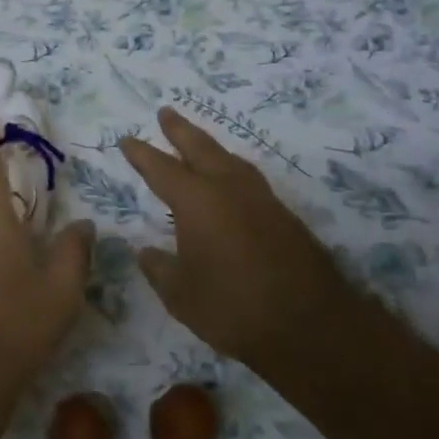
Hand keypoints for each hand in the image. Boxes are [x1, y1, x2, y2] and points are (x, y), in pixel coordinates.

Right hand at [121, 106, 349, 365]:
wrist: (311, 326)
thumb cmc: (233, 308)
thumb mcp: (181, 295)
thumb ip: (159, 269)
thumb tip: (145, 251)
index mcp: (197, 201)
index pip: (161, 168)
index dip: (141, 154)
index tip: (126, 140)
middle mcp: (229, 189)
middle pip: (200, 148)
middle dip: (179, 130)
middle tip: (165, 112)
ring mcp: (262, 199)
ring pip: (230, 159)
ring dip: (209, 146)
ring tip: (197, 142)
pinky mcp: (284, 216)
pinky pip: (249, 179)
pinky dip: (231, 169)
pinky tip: (230, 182)